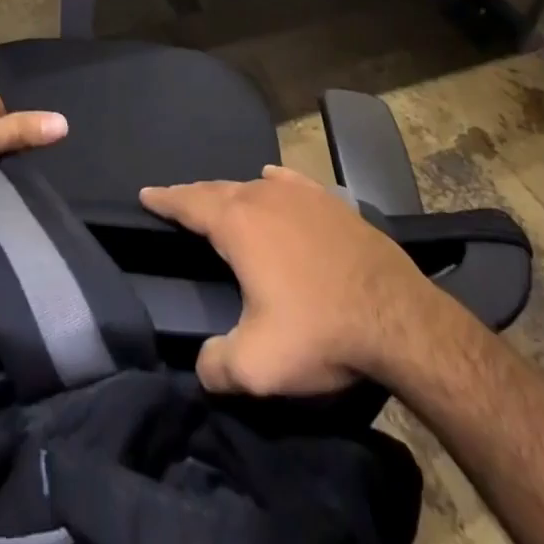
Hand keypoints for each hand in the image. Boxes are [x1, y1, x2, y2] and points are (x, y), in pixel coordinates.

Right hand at [140, 164, 439, 395]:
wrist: (398, 318)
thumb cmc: (320, 332)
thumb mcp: (258, 364)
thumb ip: (216, 366)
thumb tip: (202, 366)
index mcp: (237, 225)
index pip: (189, 203)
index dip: (164, 199)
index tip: (145, 194)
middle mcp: (262, 197)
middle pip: (217, 190)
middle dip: (193, 196)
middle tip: (176, 201)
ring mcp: (299, 195)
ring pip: (252, 185)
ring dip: (230, 193)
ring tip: (220, 201)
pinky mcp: (330, 201)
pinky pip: (288, 183)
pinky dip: (271, 182)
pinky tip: (271, 178)